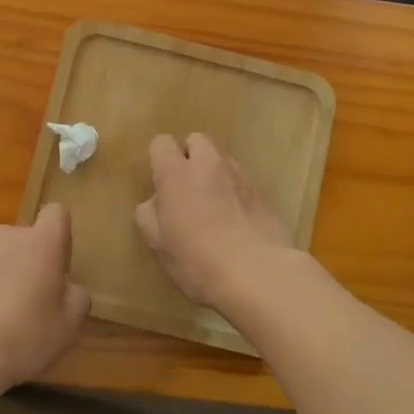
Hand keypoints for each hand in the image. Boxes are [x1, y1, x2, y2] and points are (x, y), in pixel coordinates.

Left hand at [0, 203, 90, 395]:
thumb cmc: (25, 334)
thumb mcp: (69, 325)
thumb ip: (77, 299)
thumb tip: (70, 290)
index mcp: (42, 242)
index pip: (57, 213)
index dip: (62, 236)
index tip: (61, 267)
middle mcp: (8, 238)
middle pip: (28, 237)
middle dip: (34, 260)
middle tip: (38, 299)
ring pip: (2, 256)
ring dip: (9, 275)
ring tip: (9, 316)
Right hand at [134, 133, 295, 310]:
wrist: (257, 273)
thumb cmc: (196, 260)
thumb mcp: (158, 244)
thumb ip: (150, 214)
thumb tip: (156, 202)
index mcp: (175, 174)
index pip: (161, 143)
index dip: (159, 158)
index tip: (160, 182)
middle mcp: (208, 164)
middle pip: (197, 140)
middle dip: (190, 156)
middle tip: (188, 188)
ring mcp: (240, 175)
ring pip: (223, 160)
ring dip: (215, 174)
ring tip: (215, 206)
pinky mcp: (264, 192)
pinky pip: (243, 182)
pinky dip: (237, 193)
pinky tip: (238, 221)